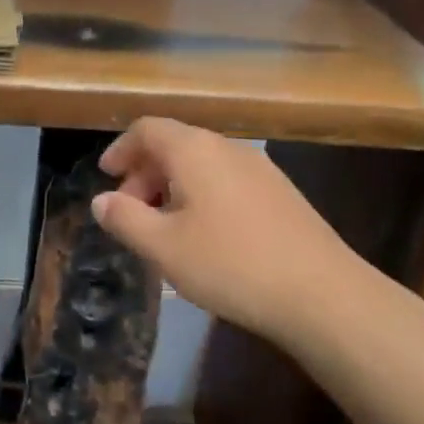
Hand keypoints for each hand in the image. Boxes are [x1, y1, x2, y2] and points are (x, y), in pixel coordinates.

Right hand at [92, 117, 369, 344]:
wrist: (322, 294)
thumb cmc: (230, 265)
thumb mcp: (163, 247)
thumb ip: (125, 219)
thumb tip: (101, 200)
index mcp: (195, 150)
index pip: (148, 129)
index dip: (121, 149)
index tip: (106, 176)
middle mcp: (228, 148)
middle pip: (175, 144)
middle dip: (144, 173)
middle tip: (129, 212)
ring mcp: (260, 169)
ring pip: (202, 164)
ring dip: (172, 186)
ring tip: (162, 227)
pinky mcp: (280, 193)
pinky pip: (226, 181)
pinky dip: (201, 195)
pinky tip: (203, 235)